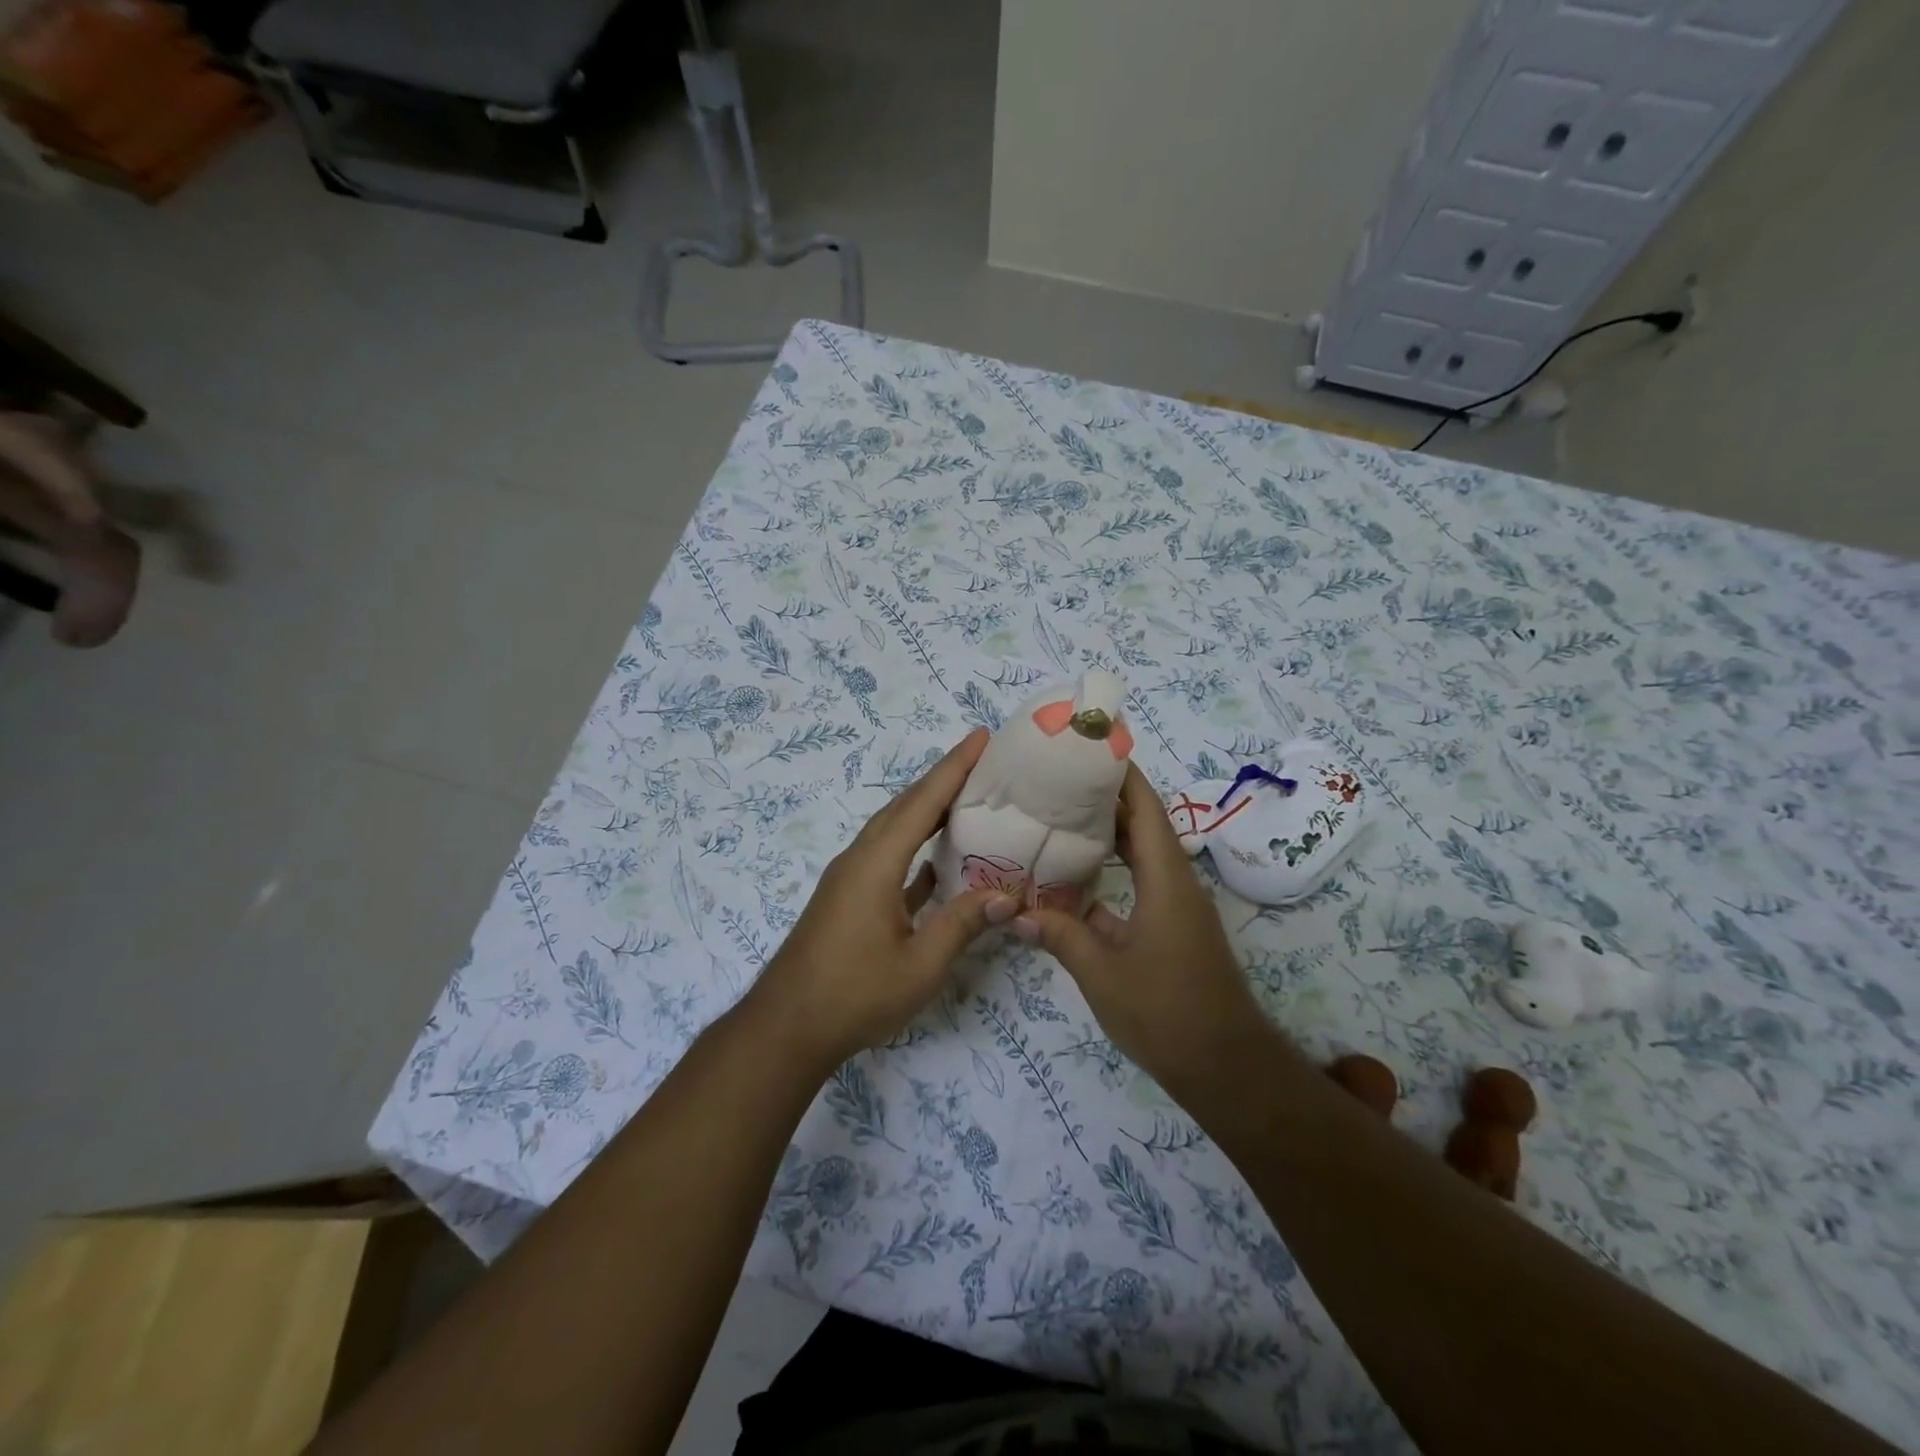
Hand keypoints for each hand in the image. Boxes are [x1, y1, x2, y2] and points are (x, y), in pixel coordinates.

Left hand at [745, 729, 1017, 1069]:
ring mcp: (850, 878)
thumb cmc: (853, 995)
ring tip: (967, 798)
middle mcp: (860, 859)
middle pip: (905, 806)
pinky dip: (914, 847)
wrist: (786, 1028)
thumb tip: (1007, 896)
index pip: (922, 803)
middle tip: (983, 761)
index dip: (954, 767)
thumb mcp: (920, 966)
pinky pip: (887, 857)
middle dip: (942, 778)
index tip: (981, 737)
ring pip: (894, 829)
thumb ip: (963, 925)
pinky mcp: (847, 898)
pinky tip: (938, 858)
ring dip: (927, 809)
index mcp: (876, 864)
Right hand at [1014, 762, 1273, 1093]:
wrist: (1225, 1067)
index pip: (1143, 807)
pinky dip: (1108, 873)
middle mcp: (1175, 881)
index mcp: (1165, 878)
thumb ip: (1059, 935)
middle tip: (1054, 781)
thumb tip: (1016, 911)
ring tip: (1056, 818)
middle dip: (1102, 797)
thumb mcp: (1102, 972)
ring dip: (1105, 834)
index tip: (1084, 747)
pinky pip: (1138, 883)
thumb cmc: (1165, 1012)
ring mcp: (1175, 906)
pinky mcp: (1171, 928)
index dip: (1118, 773)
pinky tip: (1071, 880)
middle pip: (1141, 823)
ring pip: (1139, 853)